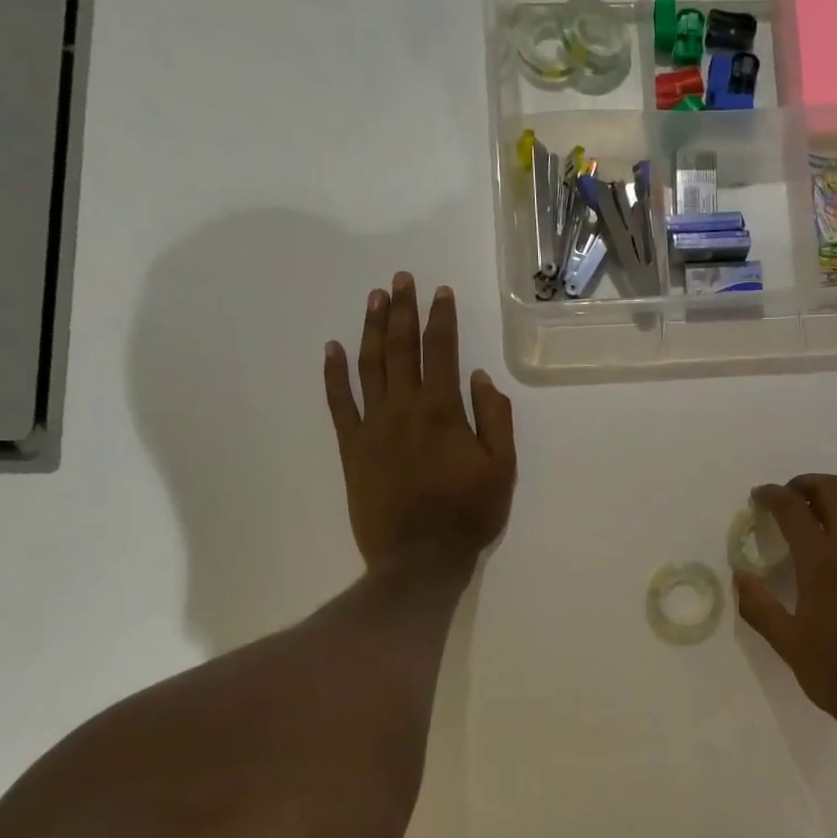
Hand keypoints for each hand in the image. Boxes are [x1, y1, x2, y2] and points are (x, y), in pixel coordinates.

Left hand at [323, 272, 516, 577]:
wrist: (419, 558)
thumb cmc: (468, 514)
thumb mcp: (503, 468)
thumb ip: (494, 419)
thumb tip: (481, 377)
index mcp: (444, 412)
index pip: (442, 352)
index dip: (442, 319)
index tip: (441, 292)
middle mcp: (405, 409)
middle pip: (402, 349)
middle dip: (403, 311)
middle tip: (401, 280)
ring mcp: (373, 426)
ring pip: (370, 366)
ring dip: (373, 329)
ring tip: (375, 299)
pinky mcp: (352, 447)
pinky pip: (339, 403)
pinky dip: (334, 373)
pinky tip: (334, 348)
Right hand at [735, 474, 836, 733]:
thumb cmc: (836, 672)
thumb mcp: (786, 643)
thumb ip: (758, 605)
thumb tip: (741, 575)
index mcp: (823, 562)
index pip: (793, 508)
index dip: (771, 495)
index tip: (758, 496)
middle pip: (831, 489)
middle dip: (804, 483)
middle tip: (786, 497)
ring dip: (833, 496)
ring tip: (815, 514)